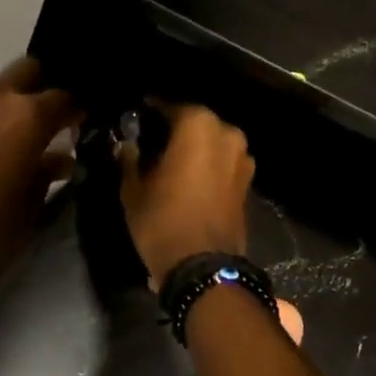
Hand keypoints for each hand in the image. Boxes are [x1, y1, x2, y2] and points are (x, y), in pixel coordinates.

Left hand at [0, 58, 79, 287]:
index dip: (75, 112)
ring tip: (0, 144)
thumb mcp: (29, 210)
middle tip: (40, 126)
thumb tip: (58, 157)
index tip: (77, 128)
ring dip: (1, 109)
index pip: (64, 99)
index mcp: (28, 117)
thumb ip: (47, 174)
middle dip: (38, 91)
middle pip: (26, 72)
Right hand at [118, 102, 254, 285]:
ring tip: (168, 166)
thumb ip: (130, 160)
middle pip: (195, 124)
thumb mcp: (133, 191)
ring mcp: (243, 159)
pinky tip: (187, 182)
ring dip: (192, 151)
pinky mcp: (247, 184)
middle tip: (150, 146)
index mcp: (199, 126)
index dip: (149, 114)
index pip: (169, 107)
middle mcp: (227, 134)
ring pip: (211, 145)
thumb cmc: (163, 222)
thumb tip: (128, 146)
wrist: (203, 268)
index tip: (135, 122)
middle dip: (174, 132)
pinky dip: (206, 168)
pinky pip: (221, 165)